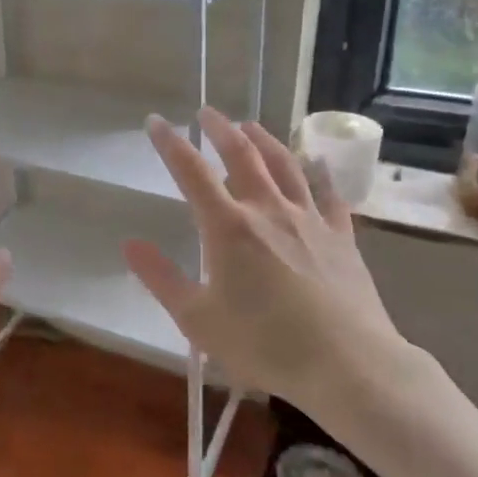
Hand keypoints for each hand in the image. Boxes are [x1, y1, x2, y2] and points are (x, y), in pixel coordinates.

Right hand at [123, 108, 419, 413]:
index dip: (170, 143)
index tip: (156, 121)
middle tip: (207, 111)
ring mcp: (310, 220)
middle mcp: (268, 210)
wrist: (348, 365)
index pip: (191, 171)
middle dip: (220, 129)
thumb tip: (129, 243)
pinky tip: (315, 166)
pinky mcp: (342, 237)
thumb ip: (161, 278)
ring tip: (251, 126)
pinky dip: (318, 174)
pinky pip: (328, 195)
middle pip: (242, 155)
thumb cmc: (265, 344)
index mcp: (228, 227)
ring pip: (286, 165)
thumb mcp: (198, 319)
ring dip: (265, 140)